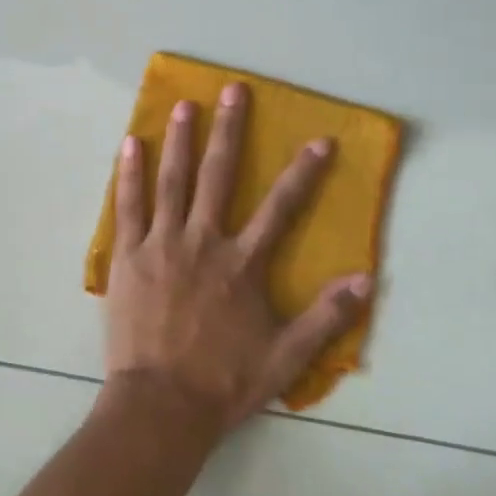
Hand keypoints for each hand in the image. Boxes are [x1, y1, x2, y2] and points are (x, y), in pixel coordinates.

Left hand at [103, 82, 372, 436]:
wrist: (161, 404)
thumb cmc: (224, 381)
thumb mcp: (286, 356)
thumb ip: (326, 317)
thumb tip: (366, 279)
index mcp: (242, 264)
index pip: (281, 208)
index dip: (303, 173)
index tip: (319, 140)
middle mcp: (203, 242)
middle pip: (219, 176)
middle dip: (229, 130)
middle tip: (232, 91)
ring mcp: (162, 244)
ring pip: (172, 181)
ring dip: (179, 140)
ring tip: (183, 105)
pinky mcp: (128, 255)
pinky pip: (129, 206)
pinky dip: (129, 174)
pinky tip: (129, 145)